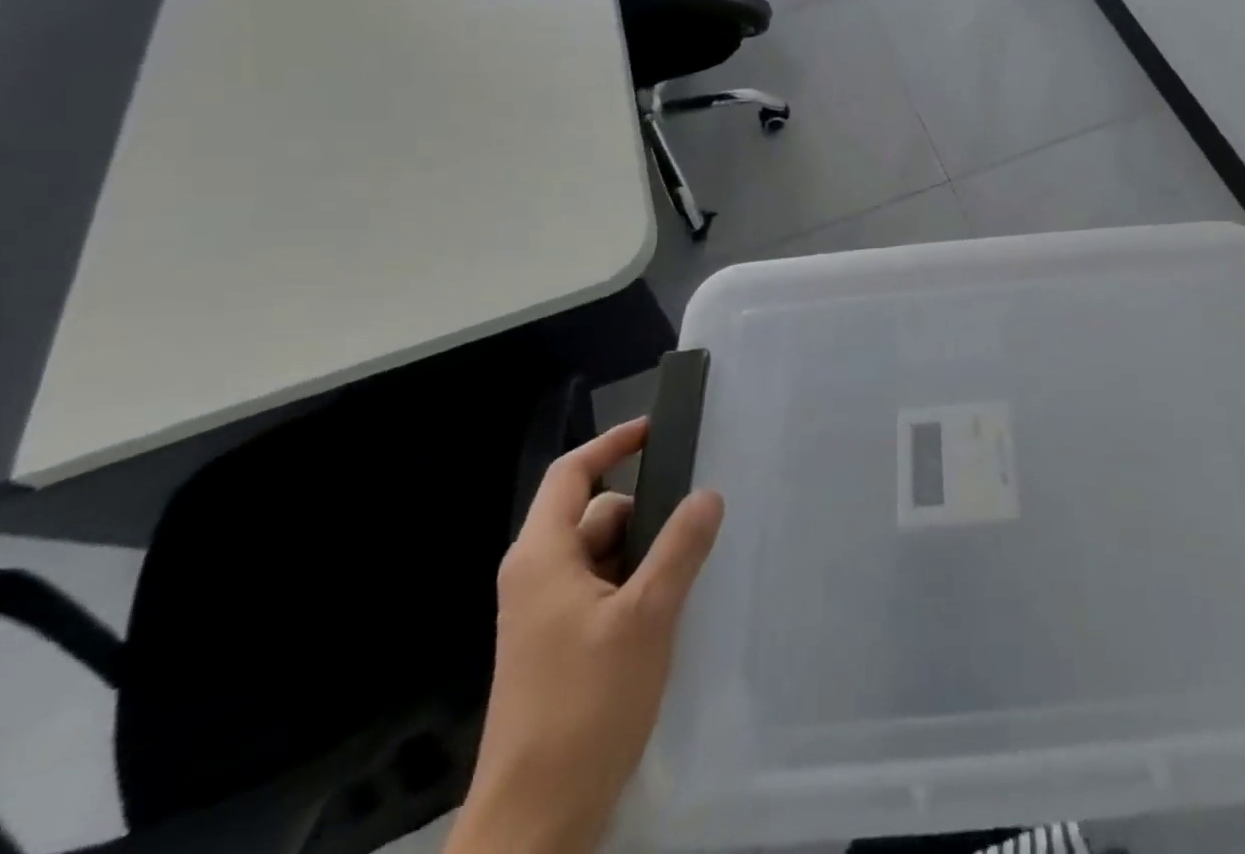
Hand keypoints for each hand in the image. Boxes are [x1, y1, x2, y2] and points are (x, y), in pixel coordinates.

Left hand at [450, 418, 723, 853]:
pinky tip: (672, 609)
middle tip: (699, 518)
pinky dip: (637, 586)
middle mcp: (538, 577)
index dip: (613, 444)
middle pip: (596, 515)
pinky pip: (603, 591)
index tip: (657, 430)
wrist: (535, 823)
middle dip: (645, 512)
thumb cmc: (584, 706)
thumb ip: (680, 547)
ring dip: (646, 554)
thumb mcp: (646, 616)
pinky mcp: (560, 648)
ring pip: (604, 556)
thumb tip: (708, 493)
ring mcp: (546, 616)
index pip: (572, 474)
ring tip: (692, 568)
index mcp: (542, 557)